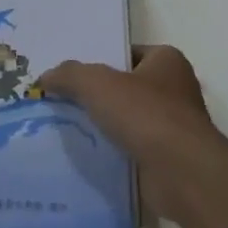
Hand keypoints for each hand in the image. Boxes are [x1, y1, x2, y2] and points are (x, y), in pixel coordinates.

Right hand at [38, 46, 226, 219]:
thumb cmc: (145, 114)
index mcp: (167, 61)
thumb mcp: (97, 83)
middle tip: (62, 102)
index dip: (101, 60)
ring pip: (128, 121)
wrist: (182, 174)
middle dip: (98, 96)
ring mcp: (174, 127)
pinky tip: (86, 157)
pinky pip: (132, 150)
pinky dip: (113, 153)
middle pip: (126, 88)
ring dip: (104, 127)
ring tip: (67, 130)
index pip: (128, 54)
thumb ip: (69, 75)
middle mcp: (176, 90)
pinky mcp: (168, 159)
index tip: (72, 75)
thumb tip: (45, 78)